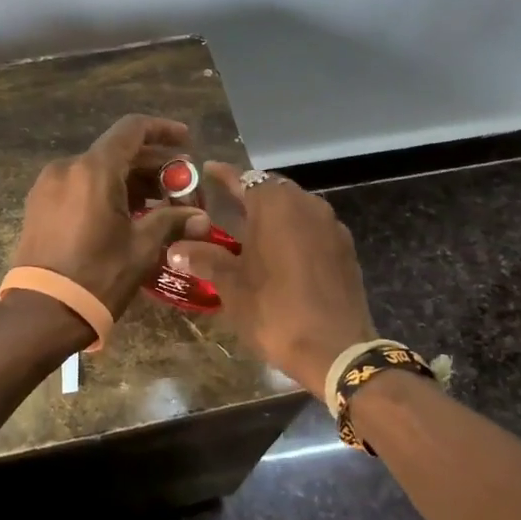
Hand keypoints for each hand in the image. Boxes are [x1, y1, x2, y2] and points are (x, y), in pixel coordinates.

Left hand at [11, 114, 208, 315]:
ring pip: (98, 170)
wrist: (41, 312)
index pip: (132, 129)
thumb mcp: (141, 247)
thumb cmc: (97, 276)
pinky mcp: (39, 205)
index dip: (163, 130)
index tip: (187, 142)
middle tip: (182, 187)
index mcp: (94, 170)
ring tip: (160, 204)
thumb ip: (172, 221)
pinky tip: (128, 214)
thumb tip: (201, 218)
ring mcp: (48, 186)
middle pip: (117, 152)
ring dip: (131, 180)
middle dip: (153, 165)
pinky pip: (79, 185)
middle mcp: (67, 167)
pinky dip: (106, 190)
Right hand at [165, 164, 376, 396]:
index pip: (243, 178)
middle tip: (225, 205)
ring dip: (273, 214)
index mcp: (275, 205)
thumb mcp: (231, 285)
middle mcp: (306, 204)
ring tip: (250, 231)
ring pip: (295, 207)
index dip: (223, 175)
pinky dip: (294, 232)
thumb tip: (175, 249)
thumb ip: (204, 258)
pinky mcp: (345, 249)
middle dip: (249, 195)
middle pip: (272, 189)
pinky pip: (313, 228)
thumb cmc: (274, 310)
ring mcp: (331, 225)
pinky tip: (281, 254)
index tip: (207, 170)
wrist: (337, 350)